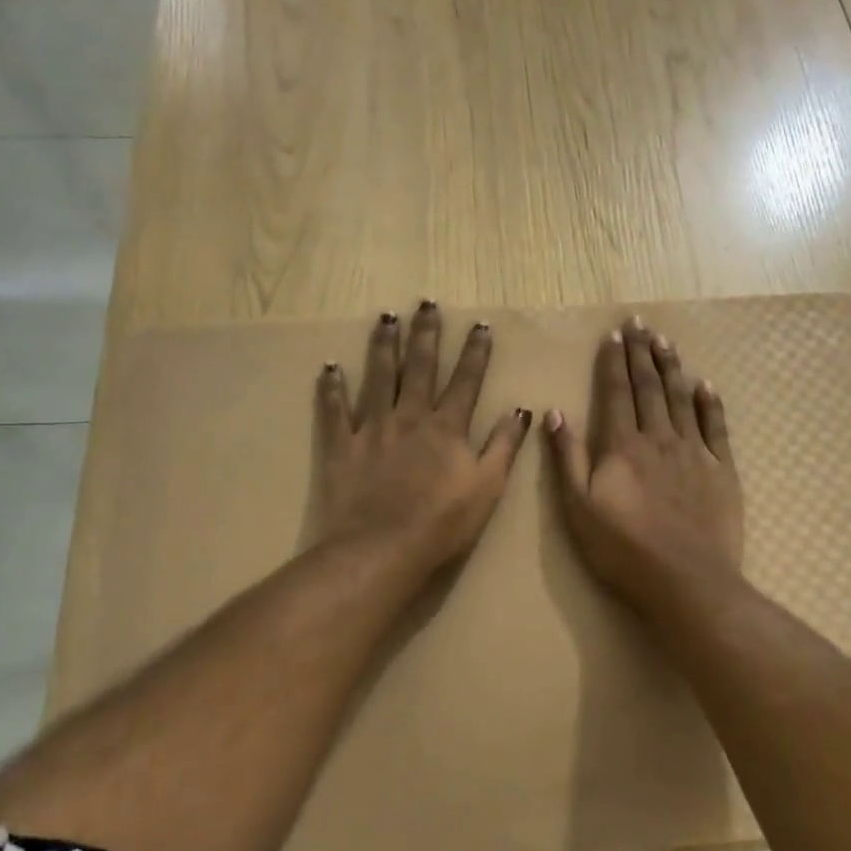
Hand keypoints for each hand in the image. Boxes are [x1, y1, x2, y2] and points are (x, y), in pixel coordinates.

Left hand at [314, 301, 532, 573]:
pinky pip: (334, 411)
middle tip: (426, 303)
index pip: (465, 381)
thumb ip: (504, 446)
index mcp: (447, 428)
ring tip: (385, 317)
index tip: (479, 325)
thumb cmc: (443, 523)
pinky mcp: (342, 447)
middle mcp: (410, 417)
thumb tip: (522, 410)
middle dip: (425, 334)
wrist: (382, 548)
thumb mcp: (488, 487)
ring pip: (378, 378)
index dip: (474, 352)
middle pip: (419, 367)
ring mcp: (373, 429)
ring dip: (382, 346)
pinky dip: (331, 388)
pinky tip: (329, 366)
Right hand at [546, 317, 743, 603]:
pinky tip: (705, 385)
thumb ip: (566, 458)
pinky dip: (709, 403)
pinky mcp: (722, 471)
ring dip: (671, 368)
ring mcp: (694, 453)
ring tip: (665, 341)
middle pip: (649, 387)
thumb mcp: (578, 508)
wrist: (686, 581)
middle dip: (642, 354)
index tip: (613, 336)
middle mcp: (659, 438)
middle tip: (640, 323)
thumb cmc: (622, 549)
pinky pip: (716, 428)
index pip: (616, 393)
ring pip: (681, 399)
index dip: (614, 363)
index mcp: (622, 446)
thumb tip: (554, 413)